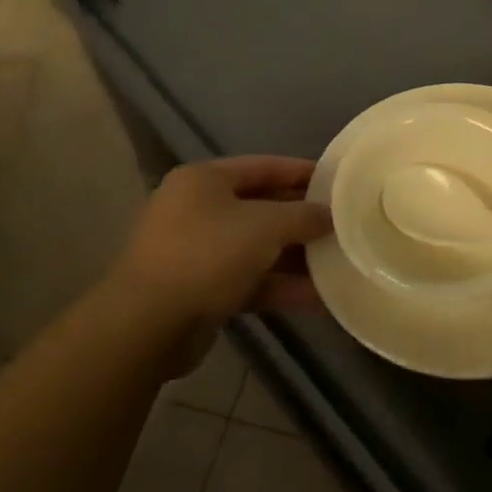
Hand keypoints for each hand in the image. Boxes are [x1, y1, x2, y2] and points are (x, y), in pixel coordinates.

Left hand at [106, 157, 330, 331]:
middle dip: (302, 220)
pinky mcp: (201, 290)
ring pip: (257, 248)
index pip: (264, 166)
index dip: (302, 172)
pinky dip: (280, 286)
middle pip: (262, 208)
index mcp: (204, 180)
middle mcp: (197, 209)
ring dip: (296, 258)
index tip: (338, 182)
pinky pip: (249, 280)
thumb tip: (329, 215)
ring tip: (339, 264)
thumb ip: (302, 216)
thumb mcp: (265, 226)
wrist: (147, 325)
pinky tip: (320, 299)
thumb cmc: (207, 255)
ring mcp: (197, 251)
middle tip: (343, 225)